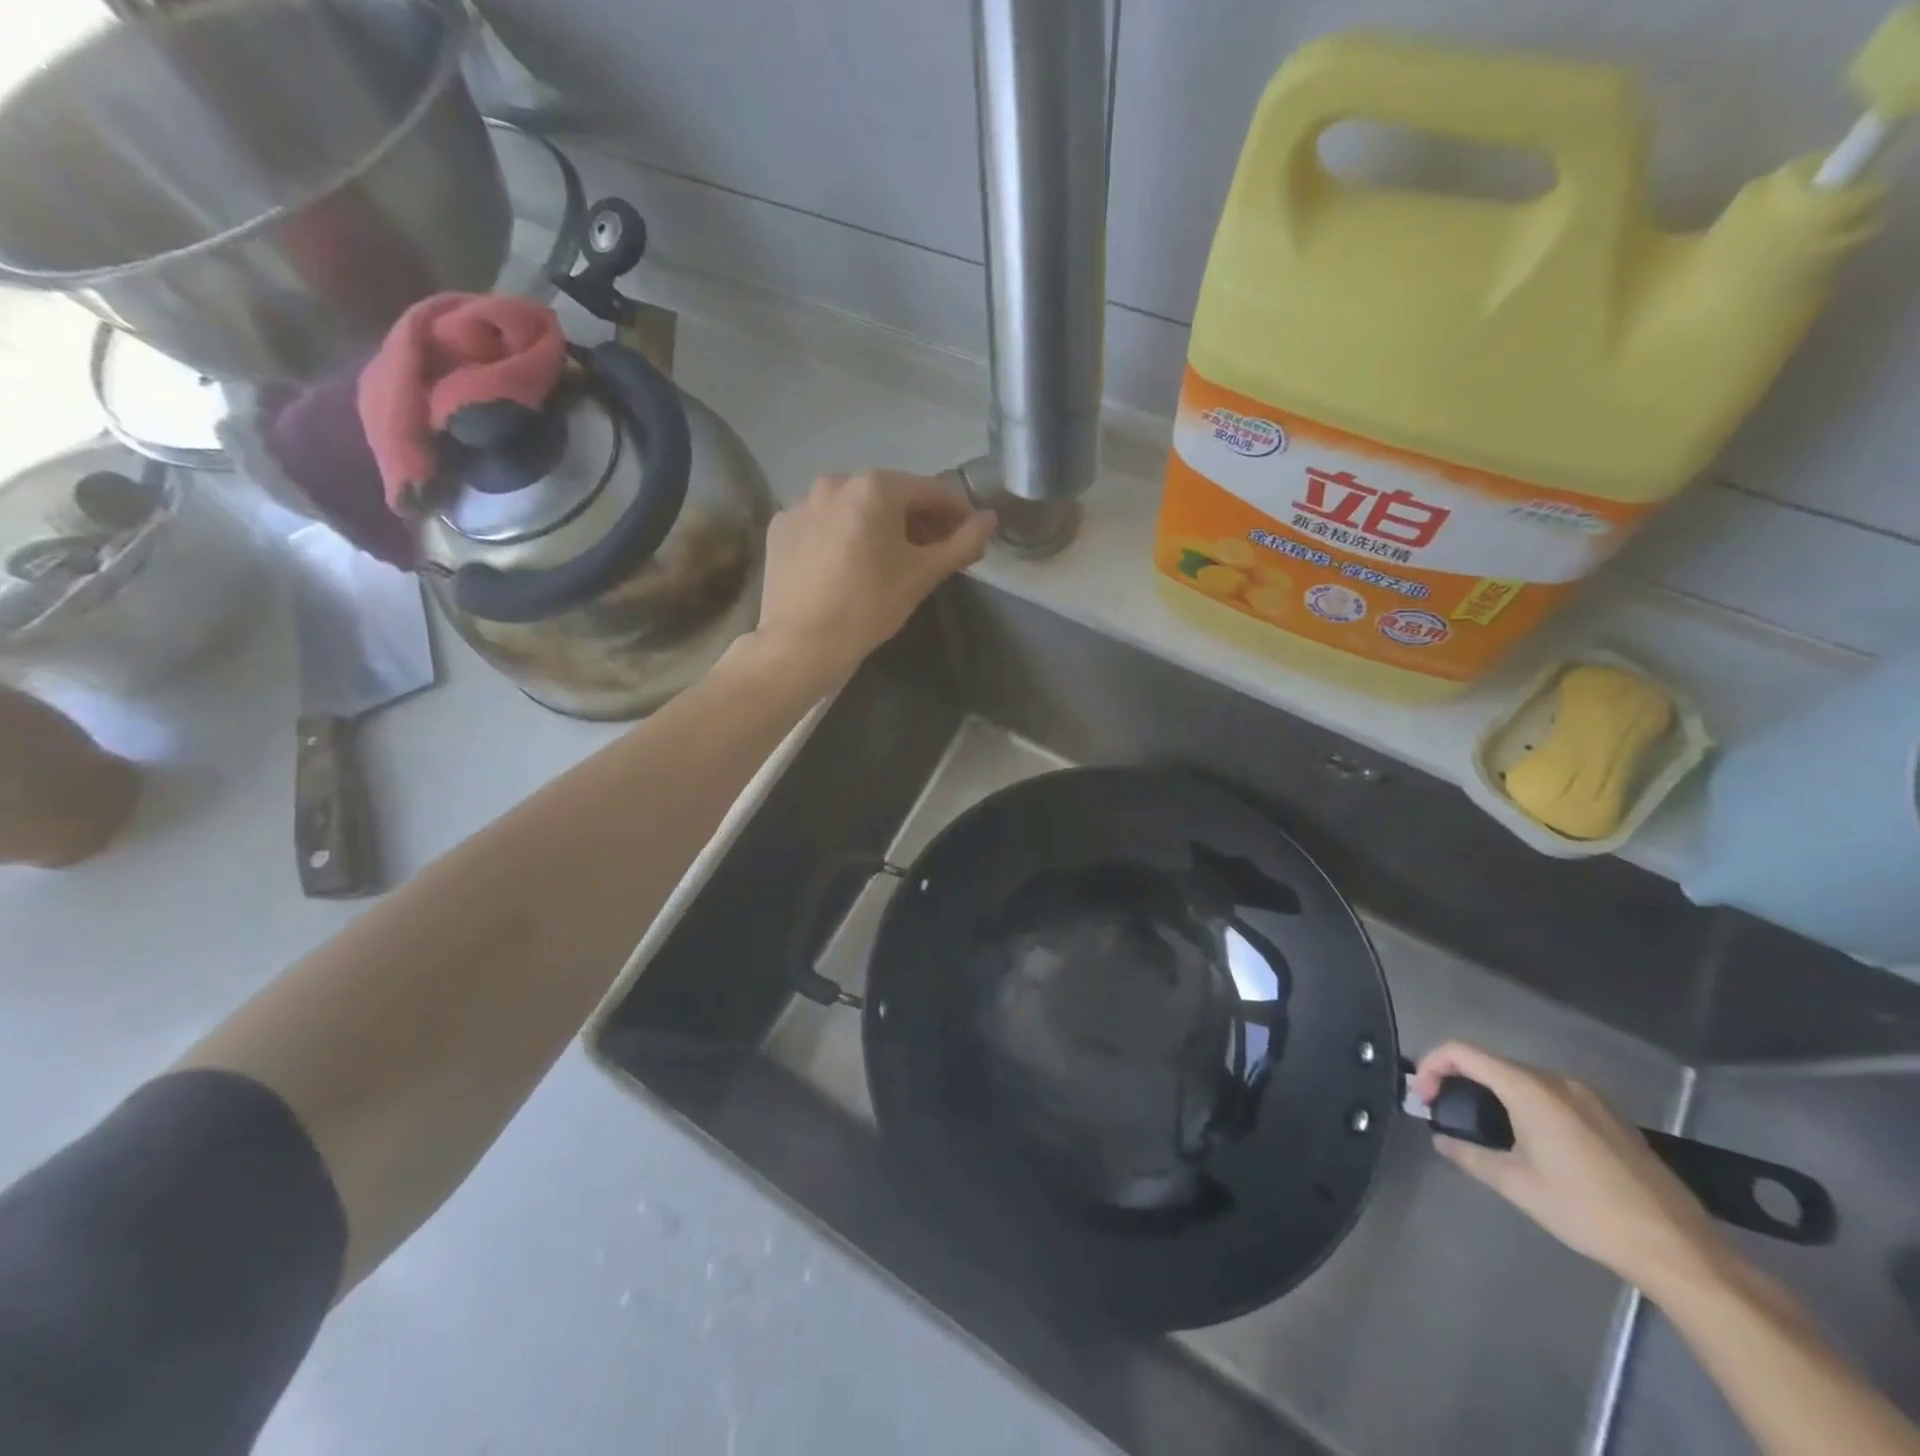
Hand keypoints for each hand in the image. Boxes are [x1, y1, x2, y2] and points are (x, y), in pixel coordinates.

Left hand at [750, 471, 995, 688]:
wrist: (800, 644)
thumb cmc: (869, 607)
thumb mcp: (922, 575)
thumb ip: (962, 543)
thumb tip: (990, 520)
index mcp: (875, 487)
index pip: (932, 490)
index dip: (958, 512)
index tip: (969, 536)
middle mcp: (836, 481)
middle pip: (892, 495)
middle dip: (917, 520)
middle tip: (932, 553)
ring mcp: (802, 502)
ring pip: (855, 508)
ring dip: (879, 526)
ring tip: (889, 561)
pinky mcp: (781, 526)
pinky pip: (824, 523)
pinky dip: (843, 536)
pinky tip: (847, 567)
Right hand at [1413, 1041, 1727, 1292]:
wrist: (1679, 1249)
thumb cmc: (1587, 1211)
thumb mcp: (1517, 1185)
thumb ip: (1470, 1155)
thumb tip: (1442, 1140)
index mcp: (1530, 1089)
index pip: (1462, 1053)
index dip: (1432, 1066)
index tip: (1424, 1098)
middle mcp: (1557, 1081)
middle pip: (1491, 1062)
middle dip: (1459, 1079)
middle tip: (1444, 1111)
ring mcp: (1588, 1097)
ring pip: (1522, 1078)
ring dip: (1492, 1092)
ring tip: (1481, 1126)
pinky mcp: (1610, 1117)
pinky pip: (1551, 1094)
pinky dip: (1524, 1102)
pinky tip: (1528, 1139)